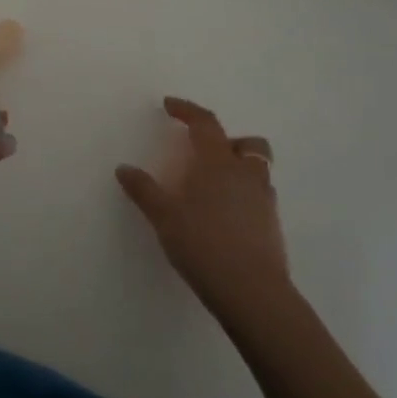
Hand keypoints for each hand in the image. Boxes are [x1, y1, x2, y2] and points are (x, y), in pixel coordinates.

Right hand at [116, 97, 288, 315]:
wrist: (252, 292)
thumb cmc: (203, 244)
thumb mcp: (164, 217)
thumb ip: (144, 190)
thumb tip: (124, 168)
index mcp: (218, 163)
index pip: (205, 123)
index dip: (187, 110)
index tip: (170, 105)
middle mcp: (245, 174)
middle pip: (247, 143)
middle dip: (227, 140)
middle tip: (203, 151)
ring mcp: (264, 200)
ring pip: (257, 169)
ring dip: (238, 167)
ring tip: (213, 185)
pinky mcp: (272, 226)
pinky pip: (259, 196)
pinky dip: (243, 194)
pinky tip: (224, 214)